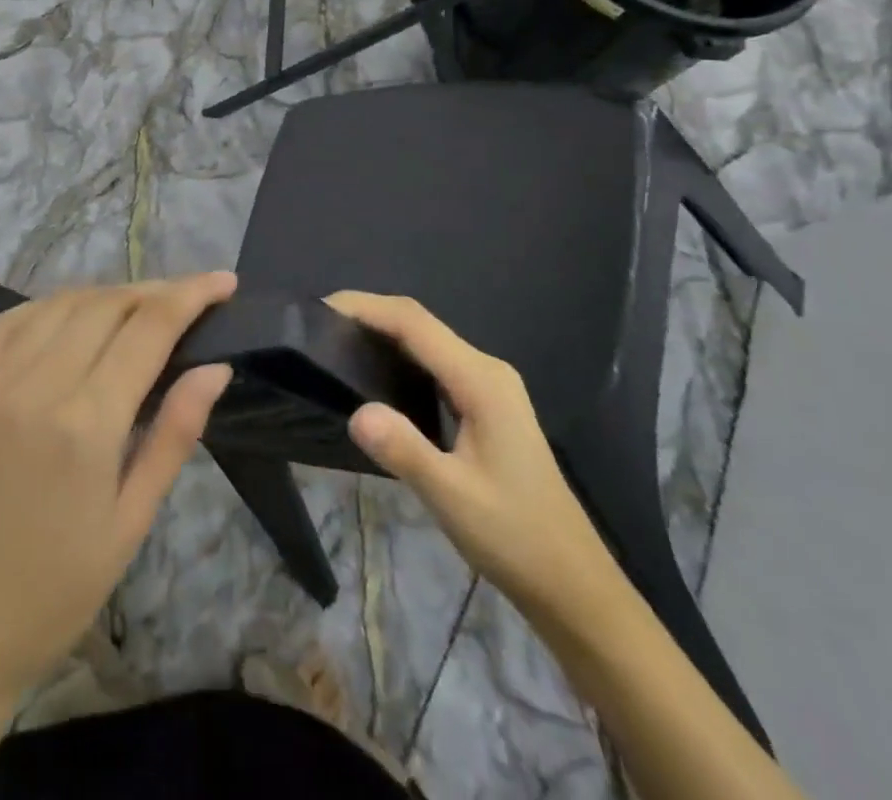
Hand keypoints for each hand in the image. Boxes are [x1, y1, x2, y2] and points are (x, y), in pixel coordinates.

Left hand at [0, 273, 237, 705]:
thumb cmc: (56, 589)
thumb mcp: (132, 521)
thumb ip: (175, 433)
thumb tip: (216, 366)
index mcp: (87, 423)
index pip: (150, 327)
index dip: (192, 294)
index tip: (224, 281)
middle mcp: (37, 384)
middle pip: (108, 304)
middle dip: (156, 291)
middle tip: (188, 302)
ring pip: (63, 302)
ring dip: (109, 295)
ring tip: (139, 309)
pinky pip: (14, 319)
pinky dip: (54, 305)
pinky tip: (74, 317)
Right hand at [328, 291, 612, 615]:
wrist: (574, 585)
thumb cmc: (516, 538)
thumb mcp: (453, 497)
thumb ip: (404, 450)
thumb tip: (356, 412)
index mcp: (481, 380)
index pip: (414, 323)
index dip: (366, 307)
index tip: (320, 309)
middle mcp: (486, 370)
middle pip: (420, 324)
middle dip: (369, 316)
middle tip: (318, 328)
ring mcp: (489, 387)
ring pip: (427, 344)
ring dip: (383, 335)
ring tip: (336, 345)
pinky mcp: (486, 406)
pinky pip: (435, 366)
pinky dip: (400, 360)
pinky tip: (375, 378)